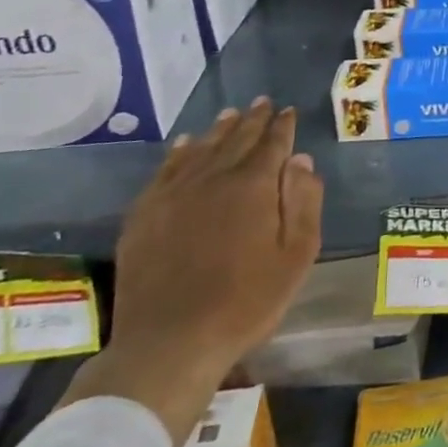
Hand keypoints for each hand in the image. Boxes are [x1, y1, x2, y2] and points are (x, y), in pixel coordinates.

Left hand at [60, 97, 323, 446]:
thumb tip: (302, 159)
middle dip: (253, 119)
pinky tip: (184, 144)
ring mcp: (174, 194)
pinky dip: (178, 152)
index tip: (289, 111)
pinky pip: (165, 170)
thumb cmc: (245, 302)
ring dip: (219, 129)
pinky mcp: (144, 214)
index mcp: (254, 185)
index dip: (283, 126)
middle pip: (237, 138)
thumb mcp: (296, 255)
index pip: (273, 143)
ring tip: (231, 114)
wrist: (169, 344)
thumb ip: (303, 202)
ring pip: (201, 148)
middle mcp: (214, 177)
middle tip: (263, 102)